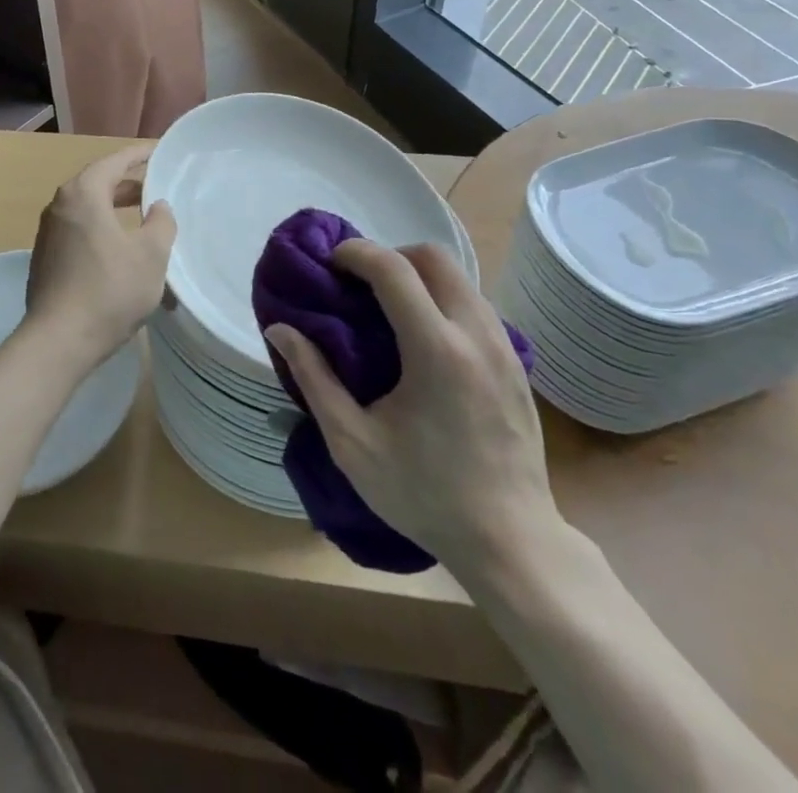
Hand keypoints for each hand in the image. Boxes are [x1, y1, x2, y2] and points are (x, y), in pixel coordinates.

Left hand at [22, 147, 177, 373]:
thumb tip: (158, 205)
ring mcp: (48, 233)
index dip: (139, 155)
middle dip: (126, 183)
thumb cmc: (110, 290)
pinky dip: (99, 227)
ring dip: (112, 207)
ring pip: (86, 208)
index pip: (114, 162)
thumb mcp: (150, 255)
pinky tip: (117, 247)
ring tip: (139, 215)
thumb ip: (161, 222)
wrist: (59, 340)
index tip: (158, 151)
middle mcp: (59, 205)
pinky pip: (77, 229)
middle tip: (154, 186)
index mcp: (82, 194)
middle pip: (97, 183)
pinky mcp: (45, 258)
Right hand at [264, 239, 558, 579]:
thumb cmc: (424, 494)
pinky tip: (423, 338)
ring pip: (460, 277)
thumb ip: (314, 378)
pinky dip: (443, 299)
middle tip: (360, 285)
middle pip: (434, 257)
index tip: (330, 263)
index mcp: (436, 350)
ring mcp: (505, 347)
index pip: (394, 269)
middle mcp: (476, 335)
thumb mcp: (353, 442)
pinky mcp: (518, 363)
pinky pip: (475, 305)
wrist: (512, 543)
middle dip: (390, 256)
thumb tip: (280, 330)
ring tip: (387, 308)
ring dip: (419, 276)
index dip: (356, 253)